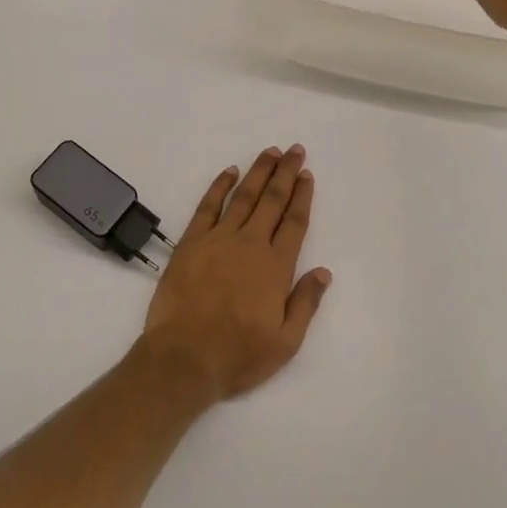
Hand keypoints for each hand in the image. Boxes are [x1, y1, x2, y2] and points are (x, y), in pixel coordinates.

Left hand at [139, 145, 331, 402]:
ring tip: (270, 152)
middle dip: (285, 173)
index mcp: (275, 267)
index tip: (307, 174)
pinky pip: (208, 206)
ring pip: (243, 196)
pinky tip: (230, 171)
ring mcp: (218, 239)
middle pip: (272, 200)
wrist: (184, 358)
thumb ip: (305, 303)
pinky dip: (219, 186)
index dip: (302, 196)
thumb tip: (323, 271)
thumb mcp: (285, 342)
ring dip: (258, 172)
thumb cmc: (238, 355)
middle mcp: (250, 244)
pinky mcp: (191, 242)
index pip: (294, 222)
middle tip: (294, 150)